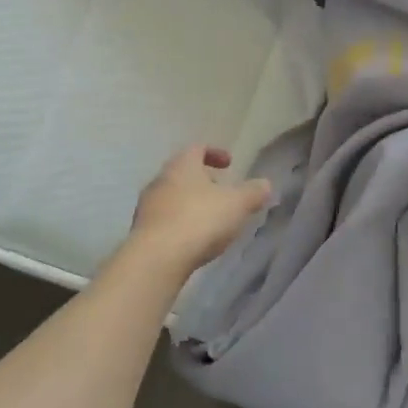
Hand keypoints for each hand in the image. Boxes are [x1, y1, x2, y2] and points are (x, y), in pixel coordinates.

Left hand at [126, 145, 272, 275]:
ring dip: (191, 204)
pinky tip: (193, 240)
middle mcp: (160, 180)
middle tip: (223, 194)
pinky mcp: (142, 232)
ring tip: (210, 220)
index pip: (197, 148)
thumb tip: (265, 184)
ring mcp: (147, 206)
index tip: (229, 164)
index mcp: (182, 165)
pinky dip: (181, 224)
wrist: (156, 259)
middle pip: (183, 173)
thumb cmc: (200, 220)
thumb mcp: (237, 204)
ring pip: (173, 197)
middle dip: (203, 182)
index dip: (215, 153)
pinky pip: (165, 220)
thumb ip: (253, 192)